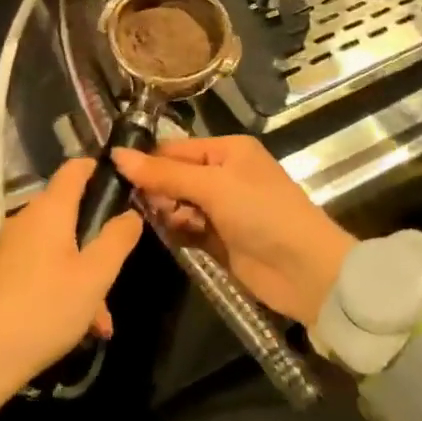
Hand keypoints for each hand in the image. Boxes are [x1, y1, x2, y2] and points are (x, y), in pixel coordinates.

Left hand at [0, 159, 143, 420]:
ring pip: (54, 248)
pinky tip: (70, 325)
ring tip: (98, 321)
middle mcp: (23, 218)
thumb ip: (118, 239)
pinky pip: (35, 267)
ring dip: (80, 274)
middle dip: (95, 243)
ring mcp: (4, 246)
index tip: (124, 187)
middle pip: (68, 214)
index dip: (100, 170)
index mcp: (48, 209)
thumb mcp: (95, 276)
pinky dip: (57, 285)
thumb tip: (131, 213)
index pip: (75, 168)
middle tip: (114, 278)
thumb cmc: (45, 310)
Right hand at [111, 137, 354, 327]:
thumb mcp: (213, 186)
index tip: (116, 176)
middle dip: (158, 190)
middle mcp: (223, 174)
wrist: (305, 271)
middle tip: (148, 207)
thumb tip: (117, 156)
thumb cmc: (262, 213)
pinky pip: (186, 229)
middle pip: (173, 176)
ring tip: (173, 224)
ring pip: (177, 204)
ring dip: (169, 213)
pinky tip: (179, 238)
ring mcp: (222, 208)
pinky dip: (179, 232)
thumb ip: (164, 173)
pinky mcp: (219, 239)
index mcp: (226, 150)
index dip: (148, 161)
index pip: (175, 149)